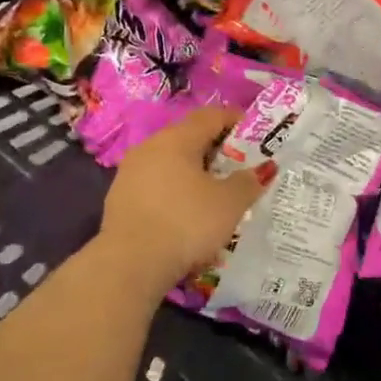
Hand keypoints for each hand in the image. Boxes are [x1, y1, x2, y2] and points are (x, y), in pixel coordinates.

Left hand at [98, 107, 265, 288]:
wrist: (130, 264)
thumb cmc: (186, 223)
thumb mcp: (229, 203)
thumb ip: (248, 181)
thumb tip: (260, 170)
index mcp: (176, 139)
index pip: (211, 116)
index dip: (236, 120)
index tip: (256, 135)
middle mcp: (149, 147)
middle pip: (188, 138)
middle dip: (216, 150)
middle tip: (239, 169)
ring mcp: (129, 173)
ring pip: (170, 163)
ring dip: (193, 174)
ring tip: (214, 196)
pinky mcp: (120, 199)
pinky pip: (155, 186)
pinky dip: (175, 193)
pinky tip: (186, 216)